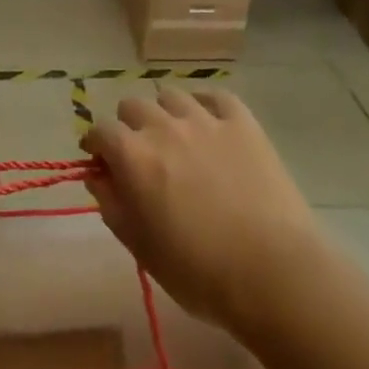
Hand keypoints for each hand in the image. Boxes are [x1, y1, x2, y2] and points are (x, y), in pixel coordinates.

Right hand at [83, 88, 321, 331]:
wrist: (272, 273)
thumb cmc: (199, 272)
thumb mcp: (141, 248)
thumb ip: (112, 206)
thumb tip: (98, 177)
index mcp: (133, 156)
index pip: (100, 131)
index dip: (96, 146)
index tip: (100, 162)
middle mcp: (164, 127)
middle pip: (133, 106)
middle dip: (128, 126)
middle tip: (138, 153)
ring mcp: (205, 120)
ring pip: (171, 95)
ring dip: (164, 112)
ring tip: (174, 136)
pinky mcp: (242, 122)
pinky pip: (215, 96)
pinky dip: (205, 105)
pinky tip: (208, 123)